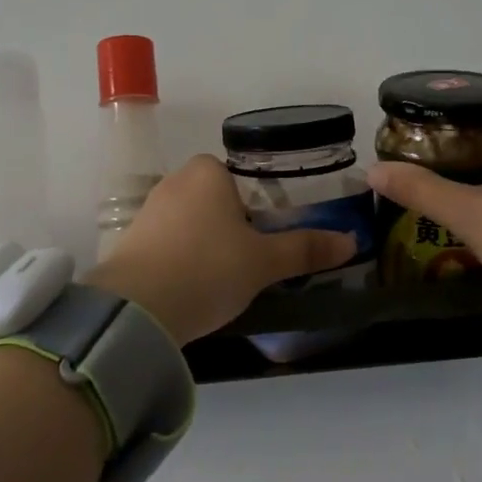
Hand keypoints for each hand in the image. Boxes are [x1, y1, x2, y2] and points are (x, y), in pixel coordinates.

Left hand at [85, 155, 356, 344]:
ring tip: (226, 279)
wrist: (136, 309)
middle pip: (218, 200)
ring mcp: (148, 211)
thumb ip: (306, 249)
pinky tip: (194, 287)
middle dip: (236, 227)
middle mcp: (174, 181)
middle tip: (255, 261)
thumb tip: (352, 241)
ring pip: (193, 223)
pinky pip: (170, 243)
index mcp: (207, 171)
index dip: (262, 206)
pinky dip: (184, 259)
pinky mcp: (130, 241)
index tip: (272, 238)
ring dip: (210, 245)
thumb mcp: (264, 262)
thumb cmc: (208, 269)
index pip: (243, 178)